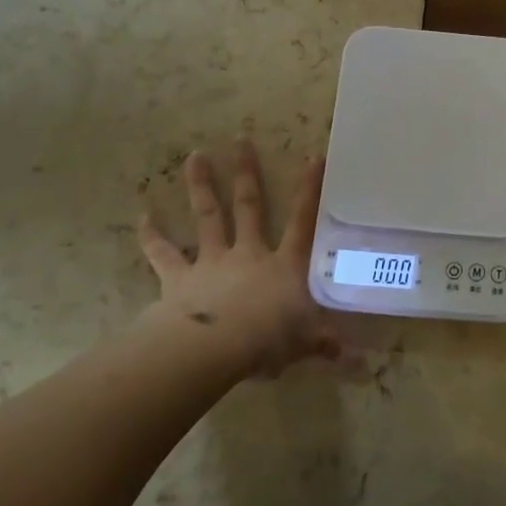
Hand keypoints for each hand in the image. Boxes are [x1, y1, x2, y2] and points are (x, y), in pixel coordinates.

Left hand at [136, 141, 340, 375]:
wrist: (214, 349)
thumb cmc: (267, 340)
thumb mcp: (306, 343)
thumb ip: (331, 347)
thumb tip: (364, 366)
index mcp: (283, 265)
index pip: (303, 221)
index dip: (309, 190)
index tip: (313, 157)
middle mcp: (248, 253)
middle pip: (248, 206)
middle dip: (246, 172)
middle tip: (240, 139)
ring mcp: (211, 262)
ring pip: (207, 216)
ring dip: (200, 185)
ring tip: (194, 155)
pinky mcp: (178, 279)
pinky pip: (163, 254)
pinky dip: (152, 235)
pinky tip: (141, 216)